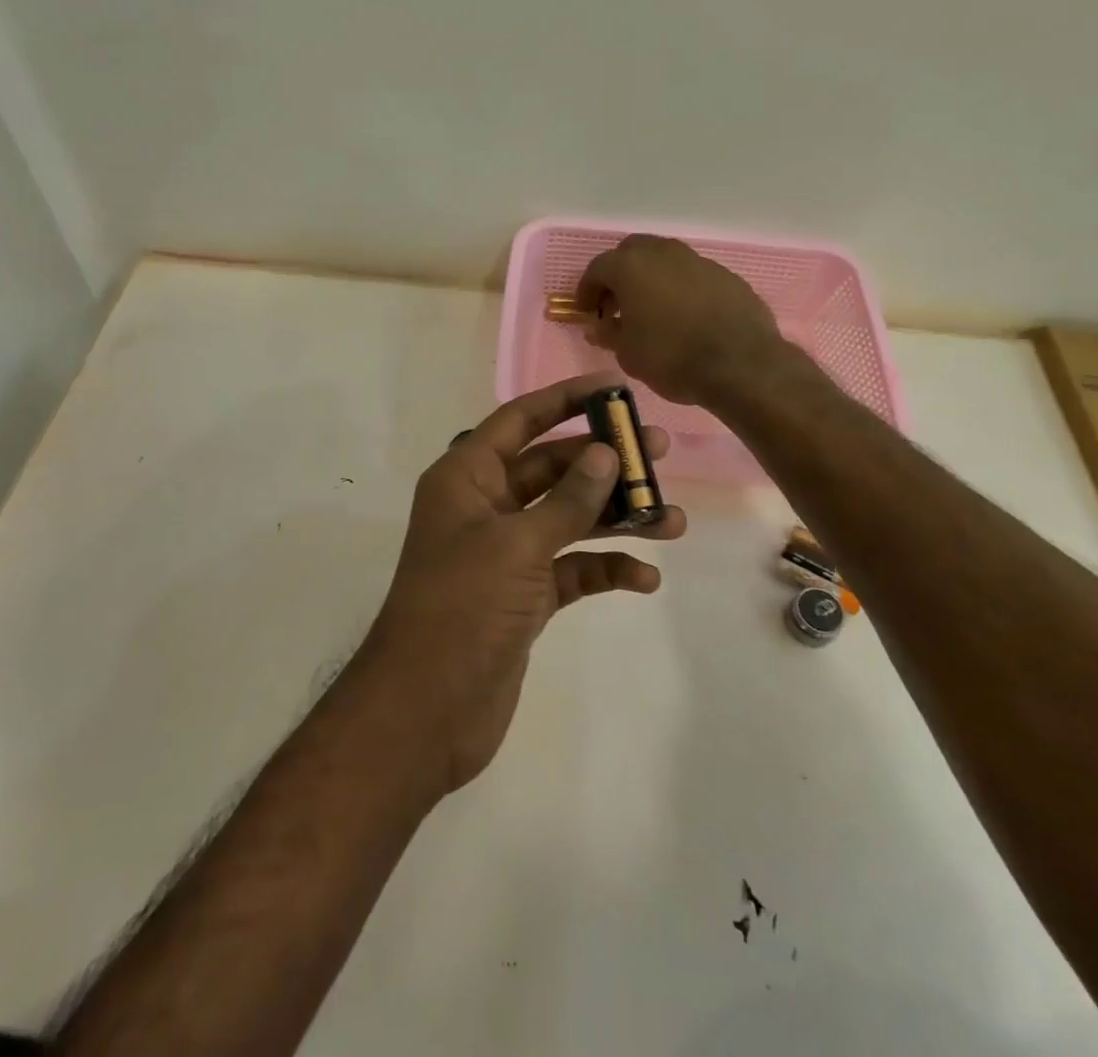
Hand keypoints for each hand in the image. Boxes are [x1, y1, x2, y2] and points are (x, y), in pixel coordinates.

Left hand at [359, 372, 686, 794]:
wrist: (426, 710)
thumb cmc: (462, 608)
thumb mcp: (517, 544)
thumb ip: (566, 500)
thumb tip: (605, 453)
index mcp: (467, 477)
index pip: (520, 420)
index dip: (565, 399)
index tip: (615, 388)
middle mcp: (485, 506)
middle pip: (551, 468)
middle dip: (603, 461)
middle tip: (660, 451)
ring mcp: (505, 552)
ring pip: (567, 518)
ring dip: (615, 517)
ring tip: (672, 520)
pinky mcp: (523, 596)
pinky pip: (571, 569)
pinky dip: (603, 568)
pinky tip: (643, 578)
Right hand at [576, 234, 793, 405]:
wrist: (741, 364)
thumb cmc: (671, 356)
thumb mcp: (628, 353)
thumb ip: (609, 333)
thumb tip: (599, 326)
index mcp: (631, 266)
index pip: (597, 268)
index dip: (587, 290)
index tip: (586, 312)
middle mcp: (664, 253)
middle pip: (632, 252)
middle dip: (619, 275)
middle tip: (616, 304)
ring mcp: (699, 261)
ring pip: (665, 261)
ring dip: (652, 279)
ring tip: (651, 311)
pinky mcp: (727, 276)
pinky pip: (693, 276)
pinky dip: (681, 289)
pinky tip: (684, 317)